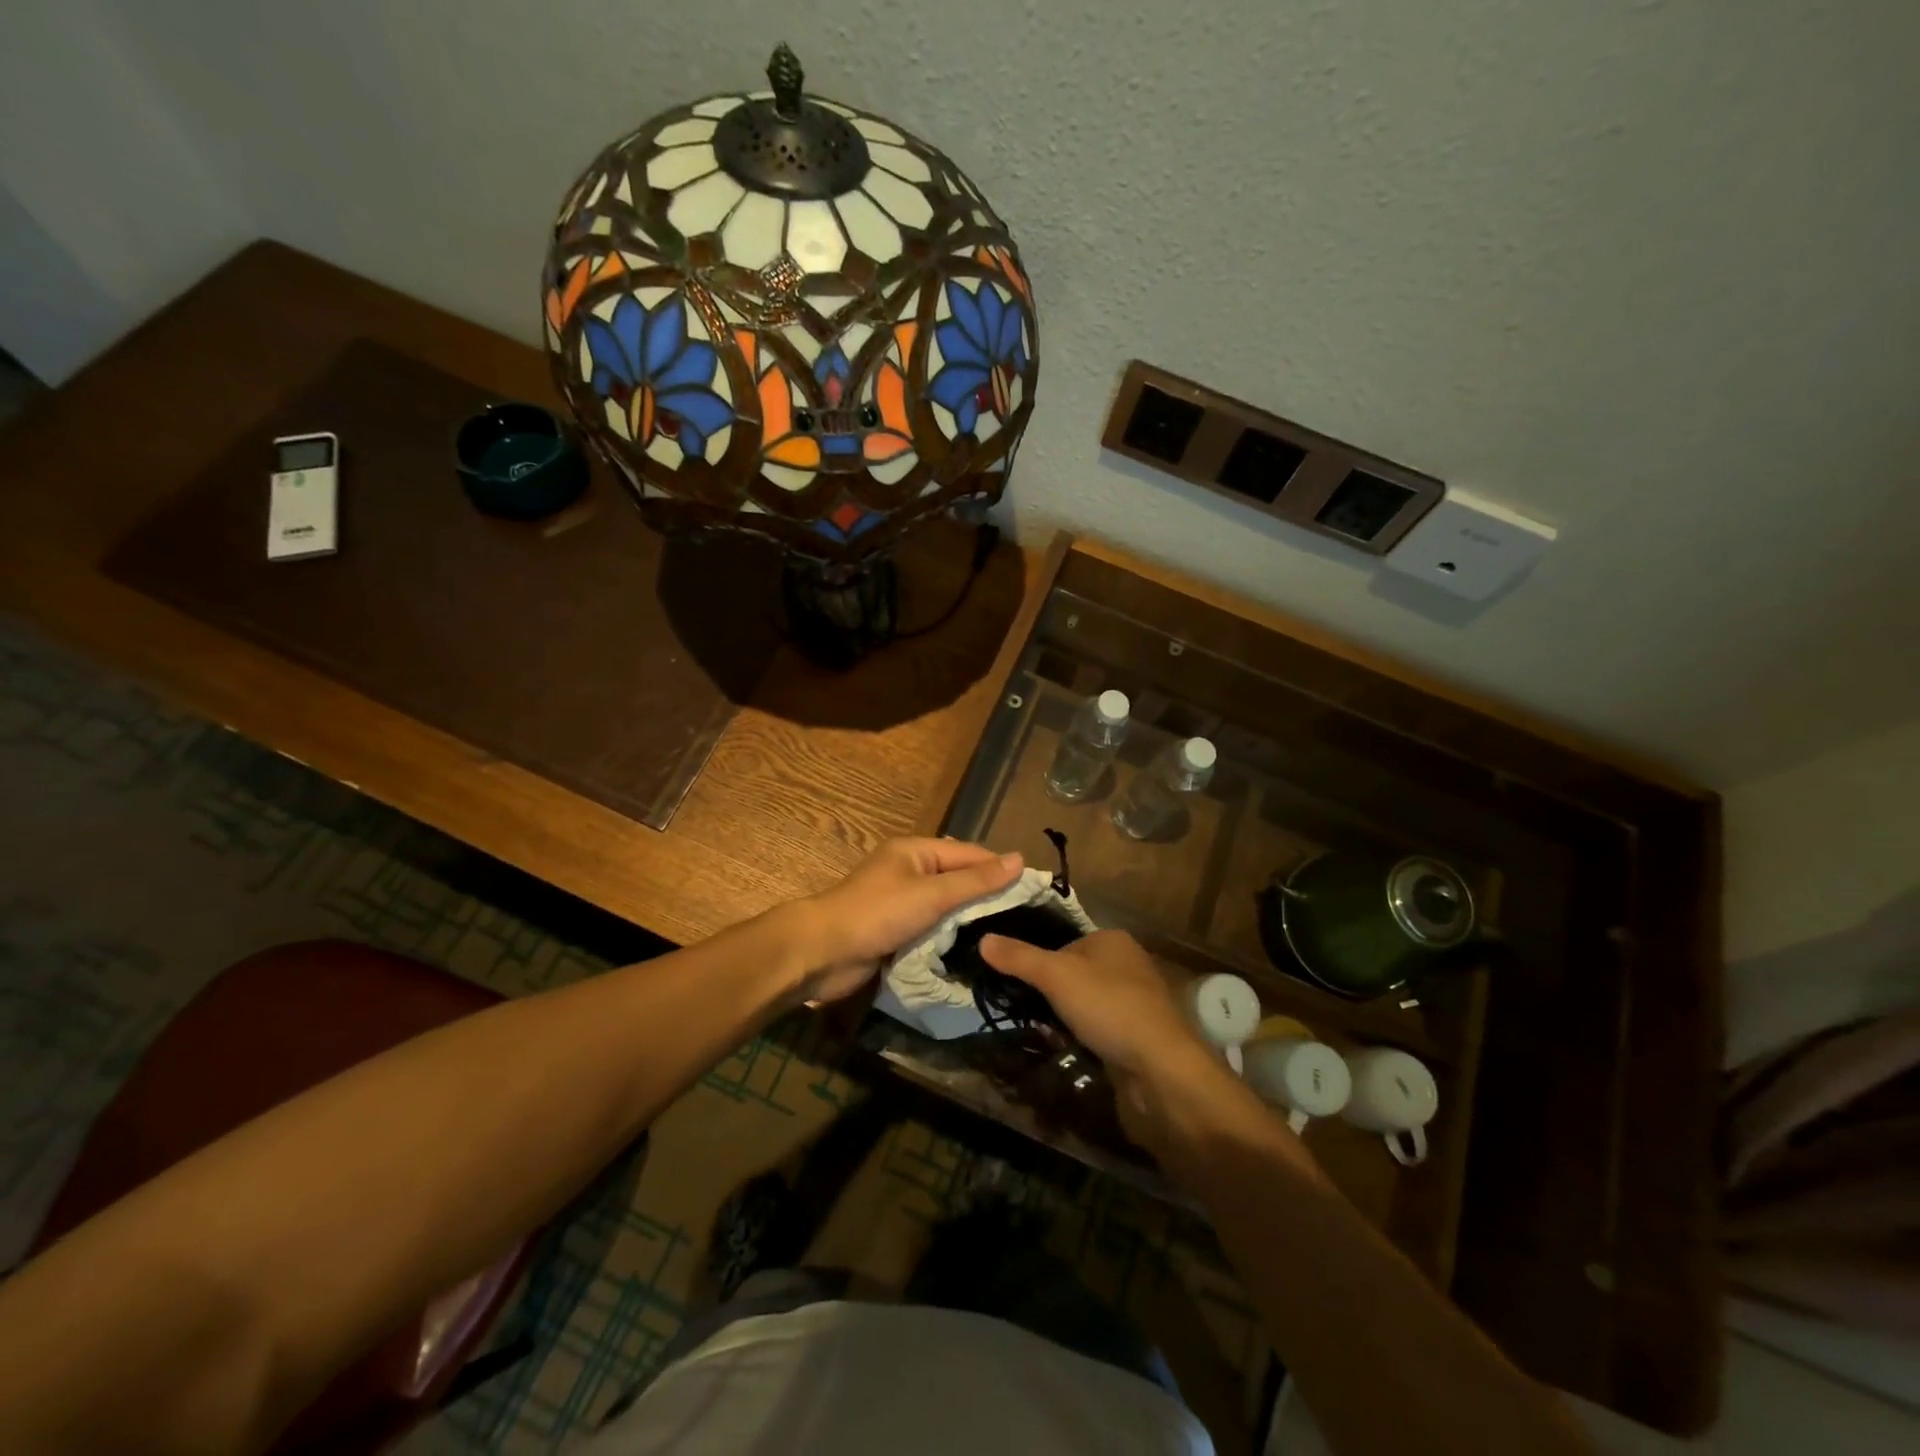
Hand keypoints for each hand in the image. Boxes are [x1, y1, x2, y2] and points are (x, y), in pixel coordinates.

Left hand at [795, 838, 1023, 1002]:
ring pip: (946, 907)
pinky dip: (949, 937)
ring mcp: (901, 902)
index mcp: (916, 851)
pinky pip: (931, 928)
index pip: (970, 854)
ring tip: (1008, 936)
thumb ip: (976, 880)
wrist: (822, 952)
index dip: (1001, 869)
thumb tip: (1020, 859)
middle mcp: (909, 871)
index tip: (1036, 890)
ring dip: (968, 920)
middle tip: (1027, 920)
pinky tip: (975, 950)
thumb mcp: (932, 894)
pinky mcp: (895, 930)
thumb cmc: (878, 914)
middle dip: (987, 896)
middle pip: (958, 879)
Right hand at [977, 930, 1202, 1075]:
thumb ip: (1019, 957)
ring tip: (1047, 1035)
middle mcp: (1127, 965)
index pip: (1063, 943)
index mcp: (1112, 940)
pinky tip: (1070, 1052)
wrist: (1161, 1069)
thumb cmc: (1109, 1008)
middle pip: (1073, 974)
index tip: (1018, 985)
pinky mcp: (1136, 1035)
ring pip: (1084, 1004)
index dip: (1040, 964)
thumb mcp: (1056, 976)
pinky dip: (1082, 1039)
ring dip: (1064, 1020)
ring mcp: (1135, 1002)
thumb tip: (983, 939)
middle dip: (1049, 996)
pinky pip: (1098, 1030)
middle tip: (1029, 1014)